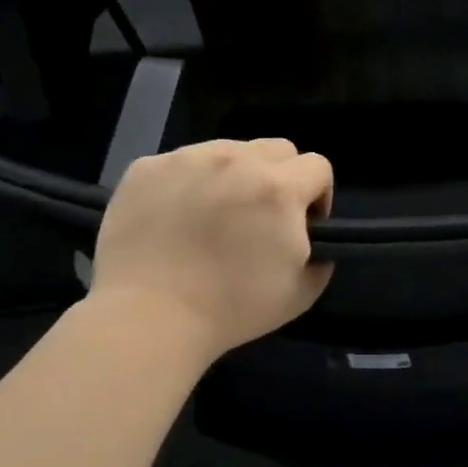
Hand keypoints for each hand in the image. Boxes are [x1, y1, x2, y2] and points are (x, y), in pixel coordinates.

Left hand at [90, 139, 333, 362]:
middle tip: (261, 217)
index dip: (317, 195)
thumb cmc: (231, 309)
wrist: (148, 317)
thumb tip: (309, 239)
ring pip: (227, 150)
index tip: (303, 225)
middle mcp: (234, 159)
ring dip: (233, 175)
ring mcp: (186, 159)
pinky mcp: (146, 168)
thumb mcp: (301, 293)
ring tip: (213, 215)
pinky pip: (181, 163)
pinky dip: (187, 184)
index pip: (317, 166)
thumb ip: (321, 257)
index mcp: (278, 187)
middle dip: (280, 177)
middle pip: (276, 149)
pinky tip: (175, 219)